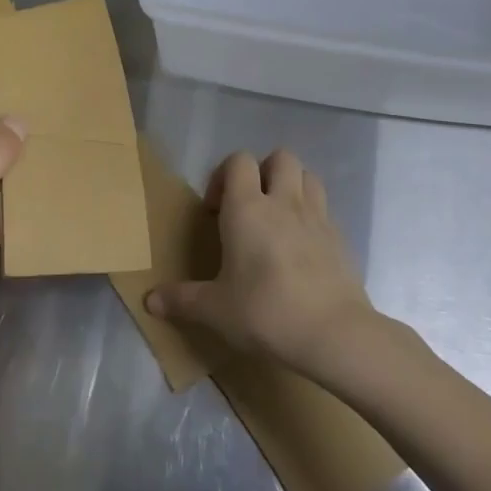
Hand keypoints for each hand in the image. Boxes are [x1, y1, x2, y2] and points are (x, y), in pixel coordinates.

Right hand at [145, 149, 373, 374]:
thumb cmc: (266, 312)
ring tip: (278, 219)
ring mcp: (317, 216)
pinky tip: (302, 249)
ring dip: (292, 186)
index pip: (238, 161)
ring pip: (308, 175)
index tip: (215, 211)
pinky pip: (324, 209)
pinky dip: (311, 216)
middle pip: (280, 157)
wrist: (333, 333)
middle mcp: (284, 202)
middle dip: (263, 172)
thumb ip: (182, 300)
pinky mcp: (340, 237)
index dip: (224, 176)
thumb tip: (150, 301)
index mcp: (248, 208)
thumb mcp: (216, 310)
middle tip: (250, 206)